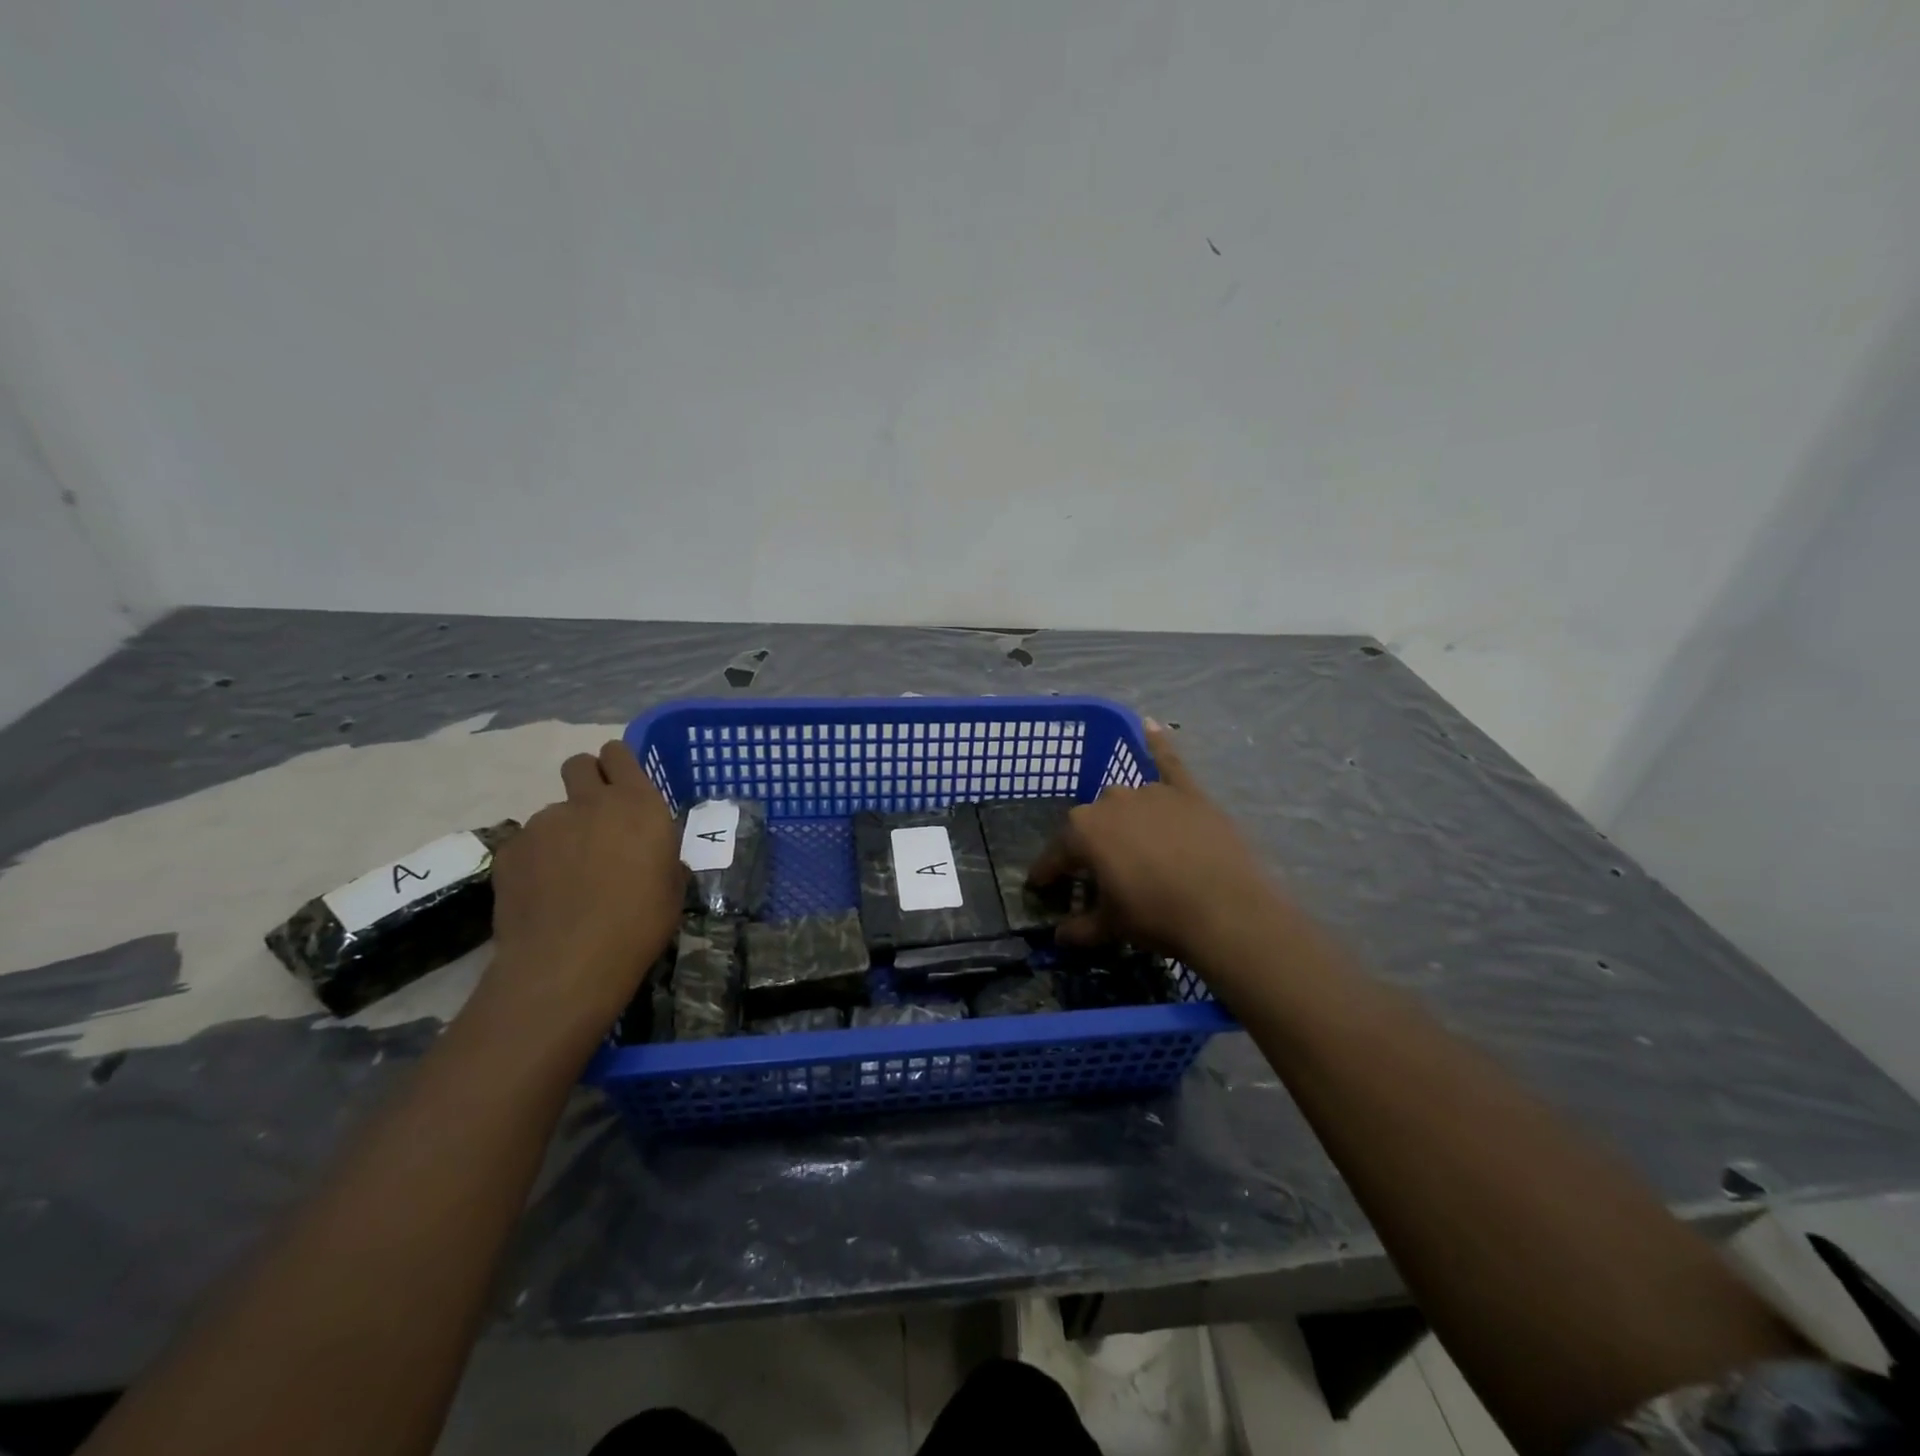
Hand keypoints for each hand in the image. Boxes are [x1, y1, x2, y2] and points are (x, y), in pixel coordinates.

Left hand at [483, 741, 686, 1031]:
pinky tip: (544, 894)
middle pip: (579, 764)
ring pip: (553, 811)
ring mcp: (544, 824)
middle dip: (587, 779)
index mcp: (637, 804)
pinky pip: (527, 843)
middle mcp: (589, 802)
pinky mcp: (510, 850)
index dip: (619, 764)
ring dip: (563, 830)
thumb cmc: (639, 923)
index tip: (623, 784)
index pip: (619, 754)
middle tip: (596, 817)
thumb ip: (662, 856)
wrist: (568, 962)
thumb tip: (652, 855)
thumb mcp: (672, 887)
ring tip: (568, 874)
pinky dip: (536, 860)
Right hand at [1029, 723, 1277, 965]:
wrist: (1224, 911)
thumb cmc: (1156, 916)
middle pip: (1091, 824)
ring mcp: (1150, 792)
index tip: (1041, 888)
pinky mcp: (1186, 792)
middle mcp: (1110, 801)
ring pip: (1126, 801)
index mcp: (1082, 830)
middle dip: (1089, 847)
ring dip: (1122, 820)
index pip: (1055, 855)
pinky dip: (1158, 743)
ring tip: (1132, 846)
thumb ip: (1079, 928)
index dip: (1047, 874)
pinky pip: (1167, 762)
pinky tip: (1149, 725)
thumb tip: (1059, 937)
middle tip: (1097, 875)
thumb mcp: (1110, 927)